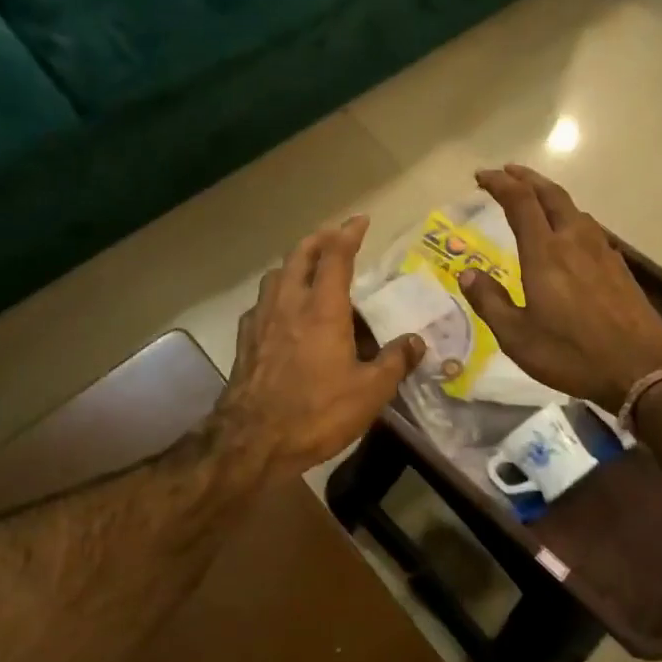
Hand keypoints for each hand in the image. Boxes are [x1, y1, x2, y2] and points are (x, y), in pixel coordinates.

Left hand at [209, 215, 423, 481]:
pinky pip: (262, 303)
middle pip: (300, 255)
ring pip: (276, 275)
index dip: (349, 233)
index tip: (361, 220)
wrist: (251, 441)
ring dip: (295, 263)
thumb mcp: (369, 392)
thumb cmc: (316, 413)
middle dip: (319, 239)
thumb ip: (395, 362)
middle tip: (335, 235)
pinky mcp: (245, 340)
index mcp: (322, 309)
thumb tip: (416, 342)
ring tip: (310, 269)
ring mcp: (261, 320)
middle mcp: (289, 304)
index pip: (336, 256)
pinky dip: (277, 294)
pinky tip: (284, 312)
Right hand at [459, 165, 661, 412]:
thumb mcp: (517, 337)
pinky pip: (589, 229)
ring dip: (550, 196)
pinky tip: (569, 236)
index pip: (520, 202)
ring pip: (574, 209)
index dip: (499, 183)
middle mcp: (574, 241)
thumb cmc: (572, 354)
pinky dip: (570, 218)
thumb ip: (490, 301)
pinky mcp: (619, 267)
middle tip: (507, 172)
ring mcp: (602, 252)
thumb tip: (467, 273)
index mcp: (545, 253)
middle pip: (551, 194)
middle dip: (526, 178)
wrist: (643, 369)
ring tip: (535, 200)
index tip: (481, 176)